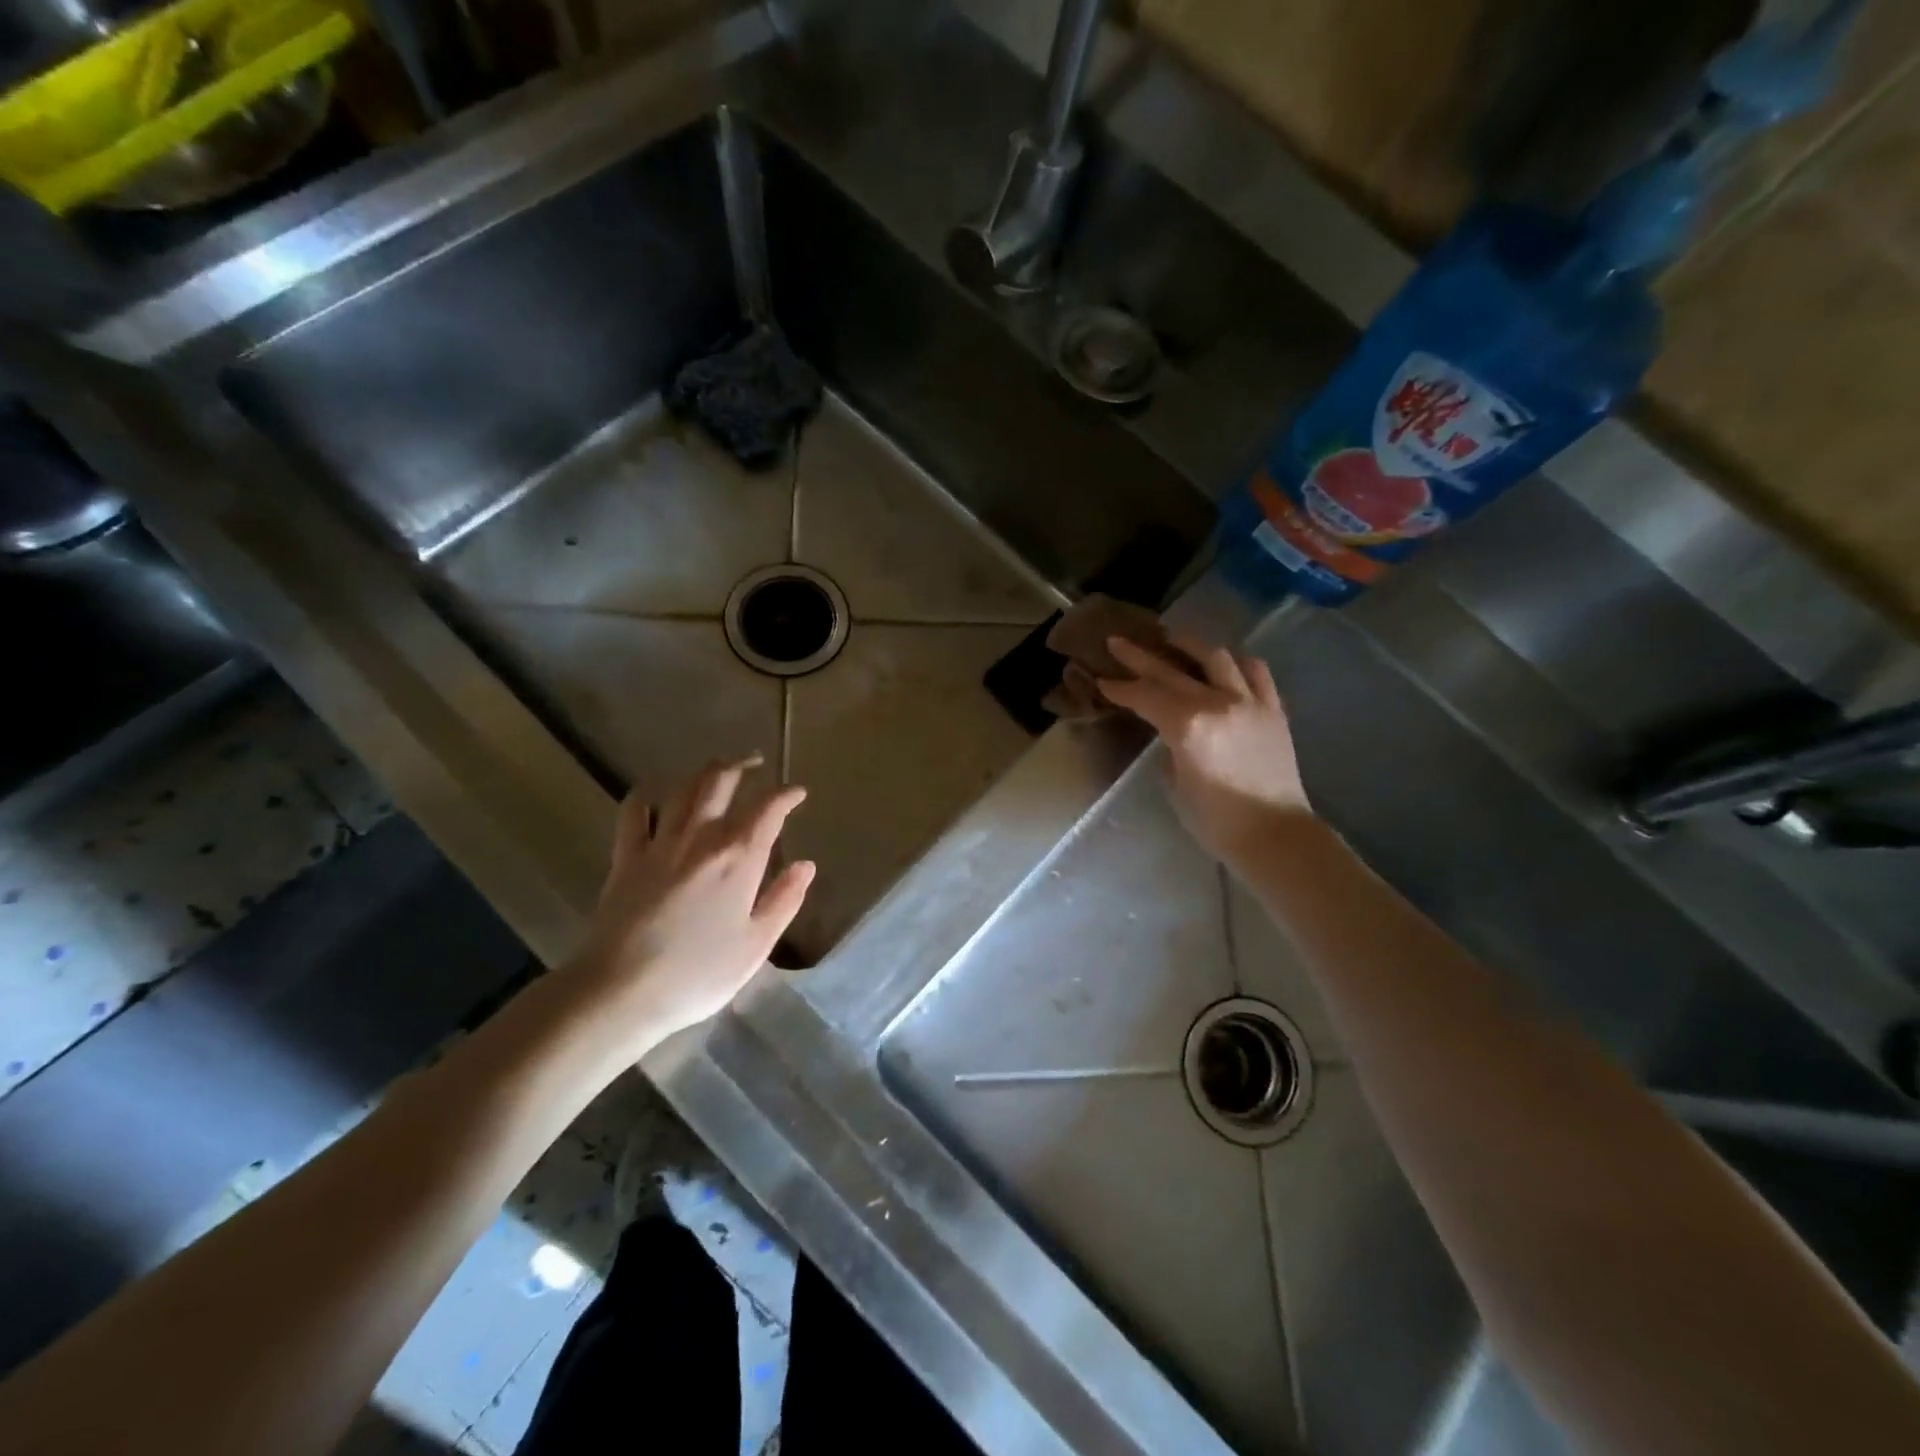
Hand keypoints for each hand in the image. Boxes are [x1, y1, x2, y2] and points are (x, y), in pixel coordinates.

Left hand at [568, 756, 813, 1045]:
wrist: (621, 990)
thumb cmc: (699, 974)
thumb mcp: (756, 944)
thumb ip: (784, 900)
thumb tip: (806, 865)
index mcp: (739, 857)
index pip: (769, 809)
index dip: (786, 795)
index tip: (797, 793)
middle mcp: (701, 837)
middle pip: (720, 782)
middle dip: (741, 765)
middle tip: (755, 762)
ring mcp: (660, 843)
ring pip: (684, 789)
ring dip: (704, 772)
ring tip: (718, 770)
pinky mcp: (626, 856)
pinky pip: (635, 811)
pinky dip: (648, 795)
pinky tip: (656, 795)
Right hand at [1096, 634, 1312, 864]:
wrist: (1275, 834)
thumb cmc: (1216, 820)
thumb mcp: (1176, 783)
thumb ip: (1169, 747)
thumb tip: (1170, 732)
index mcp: (1188, 725)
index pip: (1145, 696)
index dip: (1120, 688)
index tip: (1102, 680)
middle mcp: (1218, 703)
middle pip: (1171, 671)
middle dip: (1140, 656)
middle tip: (1118, 642)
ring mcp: (1250, 702)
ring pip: (1217, 657)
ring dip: (1190, 645)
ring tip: (1173, 638)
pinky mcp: (1274, 709)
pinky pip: (1256, 671)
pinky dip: (1235, 662)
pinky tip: (1224, 663)